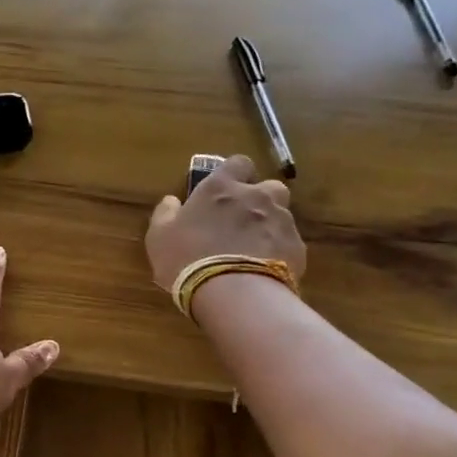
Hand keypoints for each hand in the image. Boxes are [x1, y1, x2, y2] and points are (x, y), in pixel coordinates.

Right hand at [146, 154, 306, 292]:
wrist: (232, 293)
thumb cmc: (187, 259)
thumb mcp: (159, 237)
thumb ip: (165, 214)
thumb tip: (171, 201)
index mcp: (220, 187)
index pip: (238, 163)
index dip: (234, 175)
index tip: (225, 191)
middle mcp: (256, 196)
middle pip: (269, 186)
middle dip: (260, 199)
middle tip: (242, 222)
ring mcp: (281, 220)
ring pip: (282, 215)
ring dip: (270, 226)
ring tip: (254, 250)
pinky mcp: (297, 246)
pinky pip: (289, 243)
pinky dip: (279, 252)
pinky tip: (264, 270)